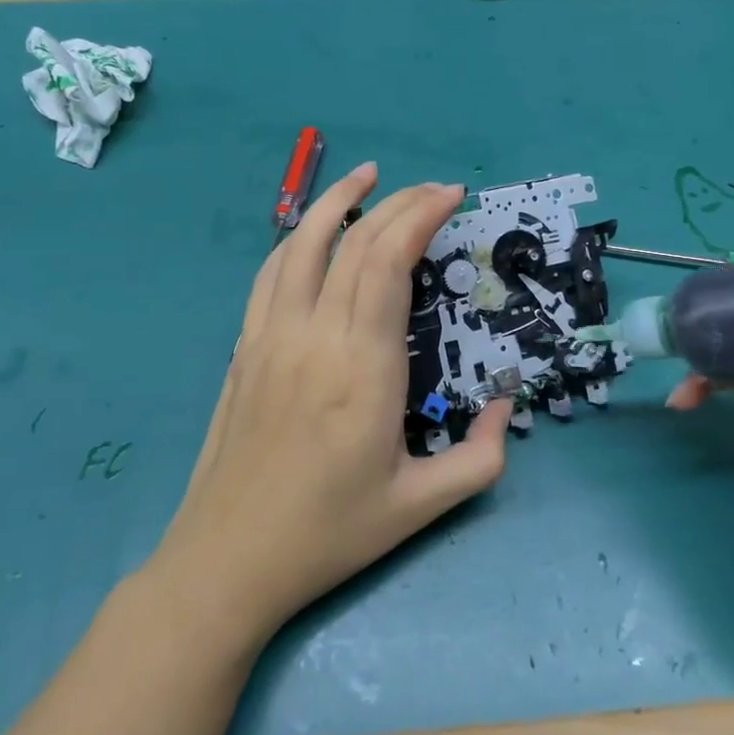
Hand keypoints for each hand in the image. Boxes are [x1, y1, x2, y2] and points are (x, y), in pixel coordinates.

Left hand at [156, 163, 511, 645]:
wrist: (228, 560)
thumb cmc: (330, 532)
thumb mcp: (422, 506)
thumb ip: (480, 456)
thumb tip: (505, 404)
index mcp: (362, 368)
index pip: (387, 262)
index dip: (419, 216)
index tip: (451, 197)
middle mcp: (313, 336)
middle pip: (353, 242)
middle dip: (398, 203)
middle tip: (434, 190)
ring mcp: (270, 337)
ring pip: (301, 244)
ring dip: (336, 201)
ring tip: (366, 175)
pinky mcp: (245, 348)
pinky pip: (271, 274)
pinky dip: (297, 238)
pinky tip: (314, 232)